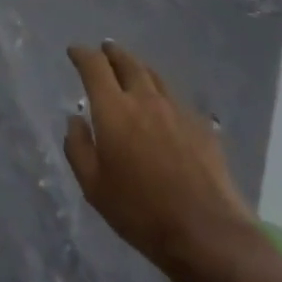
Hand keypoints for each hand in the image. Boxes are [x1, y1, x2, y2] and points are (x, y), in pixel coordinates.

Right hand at [65, 42, 264, 281]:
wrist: (206, 232)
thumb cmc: (140, 212)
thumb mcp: (94, 187)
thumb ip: (78, 148)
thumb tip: (74, 119)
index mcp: (114, 109)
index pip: (94, 67)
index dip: (82, 54)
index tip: (74, 51)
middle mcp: (145, 99)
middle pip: (127, 62)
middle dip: (112, 53)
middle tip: (104, 49)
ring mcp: (177, 110)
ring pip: (154, 76)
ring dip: (138, 67)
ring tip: (131, 69)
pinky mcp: (200, 125)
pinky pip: (175, 99)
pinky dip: (161, 93)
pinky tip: (162, 106)